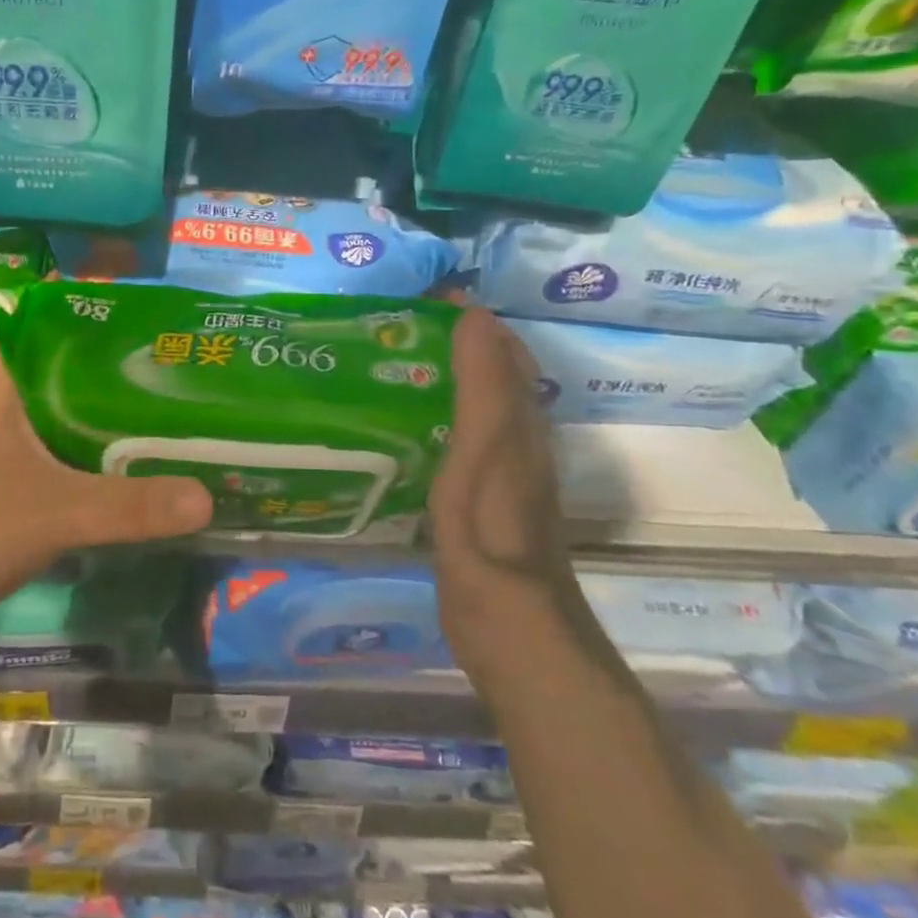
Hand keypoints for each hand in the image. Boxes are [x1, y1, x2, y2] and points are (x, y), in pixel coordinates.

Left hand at [0, 350, 212, 643]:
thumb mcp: (58, 516)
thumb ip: (131, 507)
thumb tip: (207, 499)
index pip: (45, 327)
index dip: (91, 321)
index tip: (141, 327)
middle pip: (52, 369)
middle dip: (103, 371)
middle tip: (161, 375)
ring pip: (42, 410)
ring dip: (85, 413)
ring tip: (143, 415)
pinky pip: (31, 445)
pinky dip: (65, 448)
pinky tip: (97, 468)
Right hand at [427, 306, 575, 661]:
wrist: (510, 624)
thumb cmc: (491, 530)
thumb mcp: (487, 449)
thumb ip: (484, 385)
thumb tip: (476, 315)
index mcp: (520, 423)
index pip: (502, 351)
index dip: (472, 319)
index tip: (426, 294)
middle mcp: (517, 441)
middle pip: (493, 376)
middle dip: (458, 343)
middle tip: (400, 323)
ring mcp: (499, 472)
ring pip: (476, 406)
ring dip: (447, 377)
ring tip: (396, 360)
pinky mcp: (478, 499)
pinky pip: (461, 438)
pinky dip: (439, 415)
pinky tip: (409, 422)